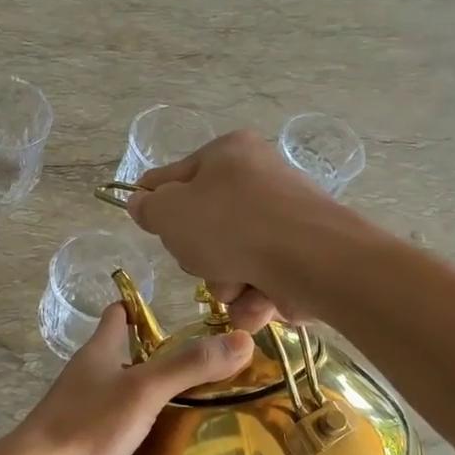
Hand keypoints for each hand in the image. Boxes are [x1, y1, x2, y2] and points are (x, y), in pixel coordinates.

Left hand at [1, 303, 254, 454]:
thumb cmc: (89, 423)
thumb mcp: (144, 390)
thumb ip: (189, 366)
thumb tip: (243, 339)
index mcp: (97, 353)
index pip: (117, 316)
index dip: (138, 308)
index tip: (168, 309)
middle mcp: (86, 375)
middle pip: (118, 354)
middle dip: (150, 355)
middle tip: (193, 362)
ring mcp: (78, 409)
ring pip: (115, 391)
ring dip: (142, 393)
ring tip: (183, 401)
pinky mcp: (77, 442)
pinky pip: (110, 425)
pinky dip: (131, 426)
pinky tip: (154, 441)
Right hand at [126, 131, 347, 329]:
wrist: (312, 261)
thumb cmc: (231, 225)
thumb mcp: (170, 212)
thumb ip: (148, 207)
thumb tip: (142, 203)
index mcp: (229, 153)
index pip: (176, 176)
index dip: (157, 202)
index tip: (148, 223)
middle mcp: (260, 179)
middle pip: (205, 225)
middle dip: (199, 255)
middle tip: (203, 260)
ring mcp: (284, 220)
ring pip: (231, 260)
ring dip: (225, 283)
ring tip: (237, 285)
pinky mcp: (302, 257)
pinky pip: (260, 280)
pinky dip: (254, 298)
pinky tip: (258, 301)